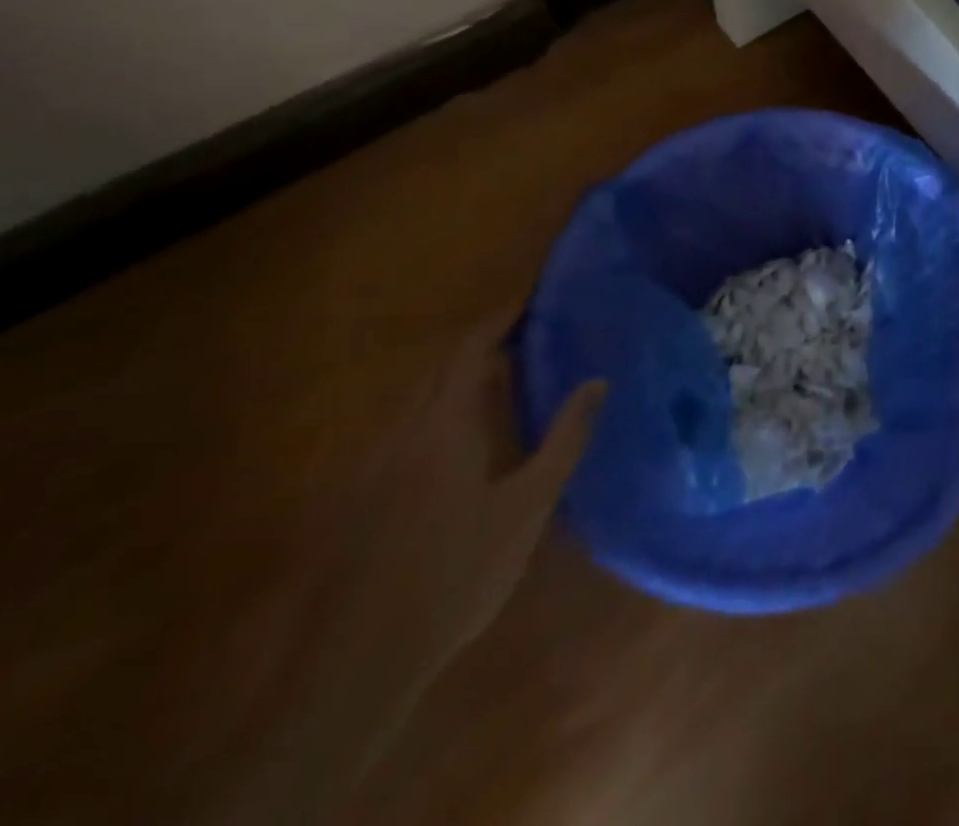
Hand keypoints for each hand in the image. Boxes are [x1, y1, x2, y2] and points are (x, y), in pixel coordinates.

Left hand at [197, 316, 604, 825]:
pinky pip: (410, 429)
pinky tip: (468, 439)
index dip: (501, 319)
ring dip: (463, 379)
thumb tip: (596, 381)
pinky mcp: (366, 494)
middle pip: (442, 368)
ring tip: (509, 379)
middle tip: (532, 336)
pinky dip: (444, 412)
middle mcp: (405, 431)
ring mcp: (378, 463)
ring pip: (422, 400)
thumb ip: (564, 437)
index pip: (471, 349)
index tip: (535, 301)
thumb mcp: (529, 504)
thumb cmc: (459, 570)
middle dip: (484, 344)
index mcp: (444, 424)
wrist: (362, 657)